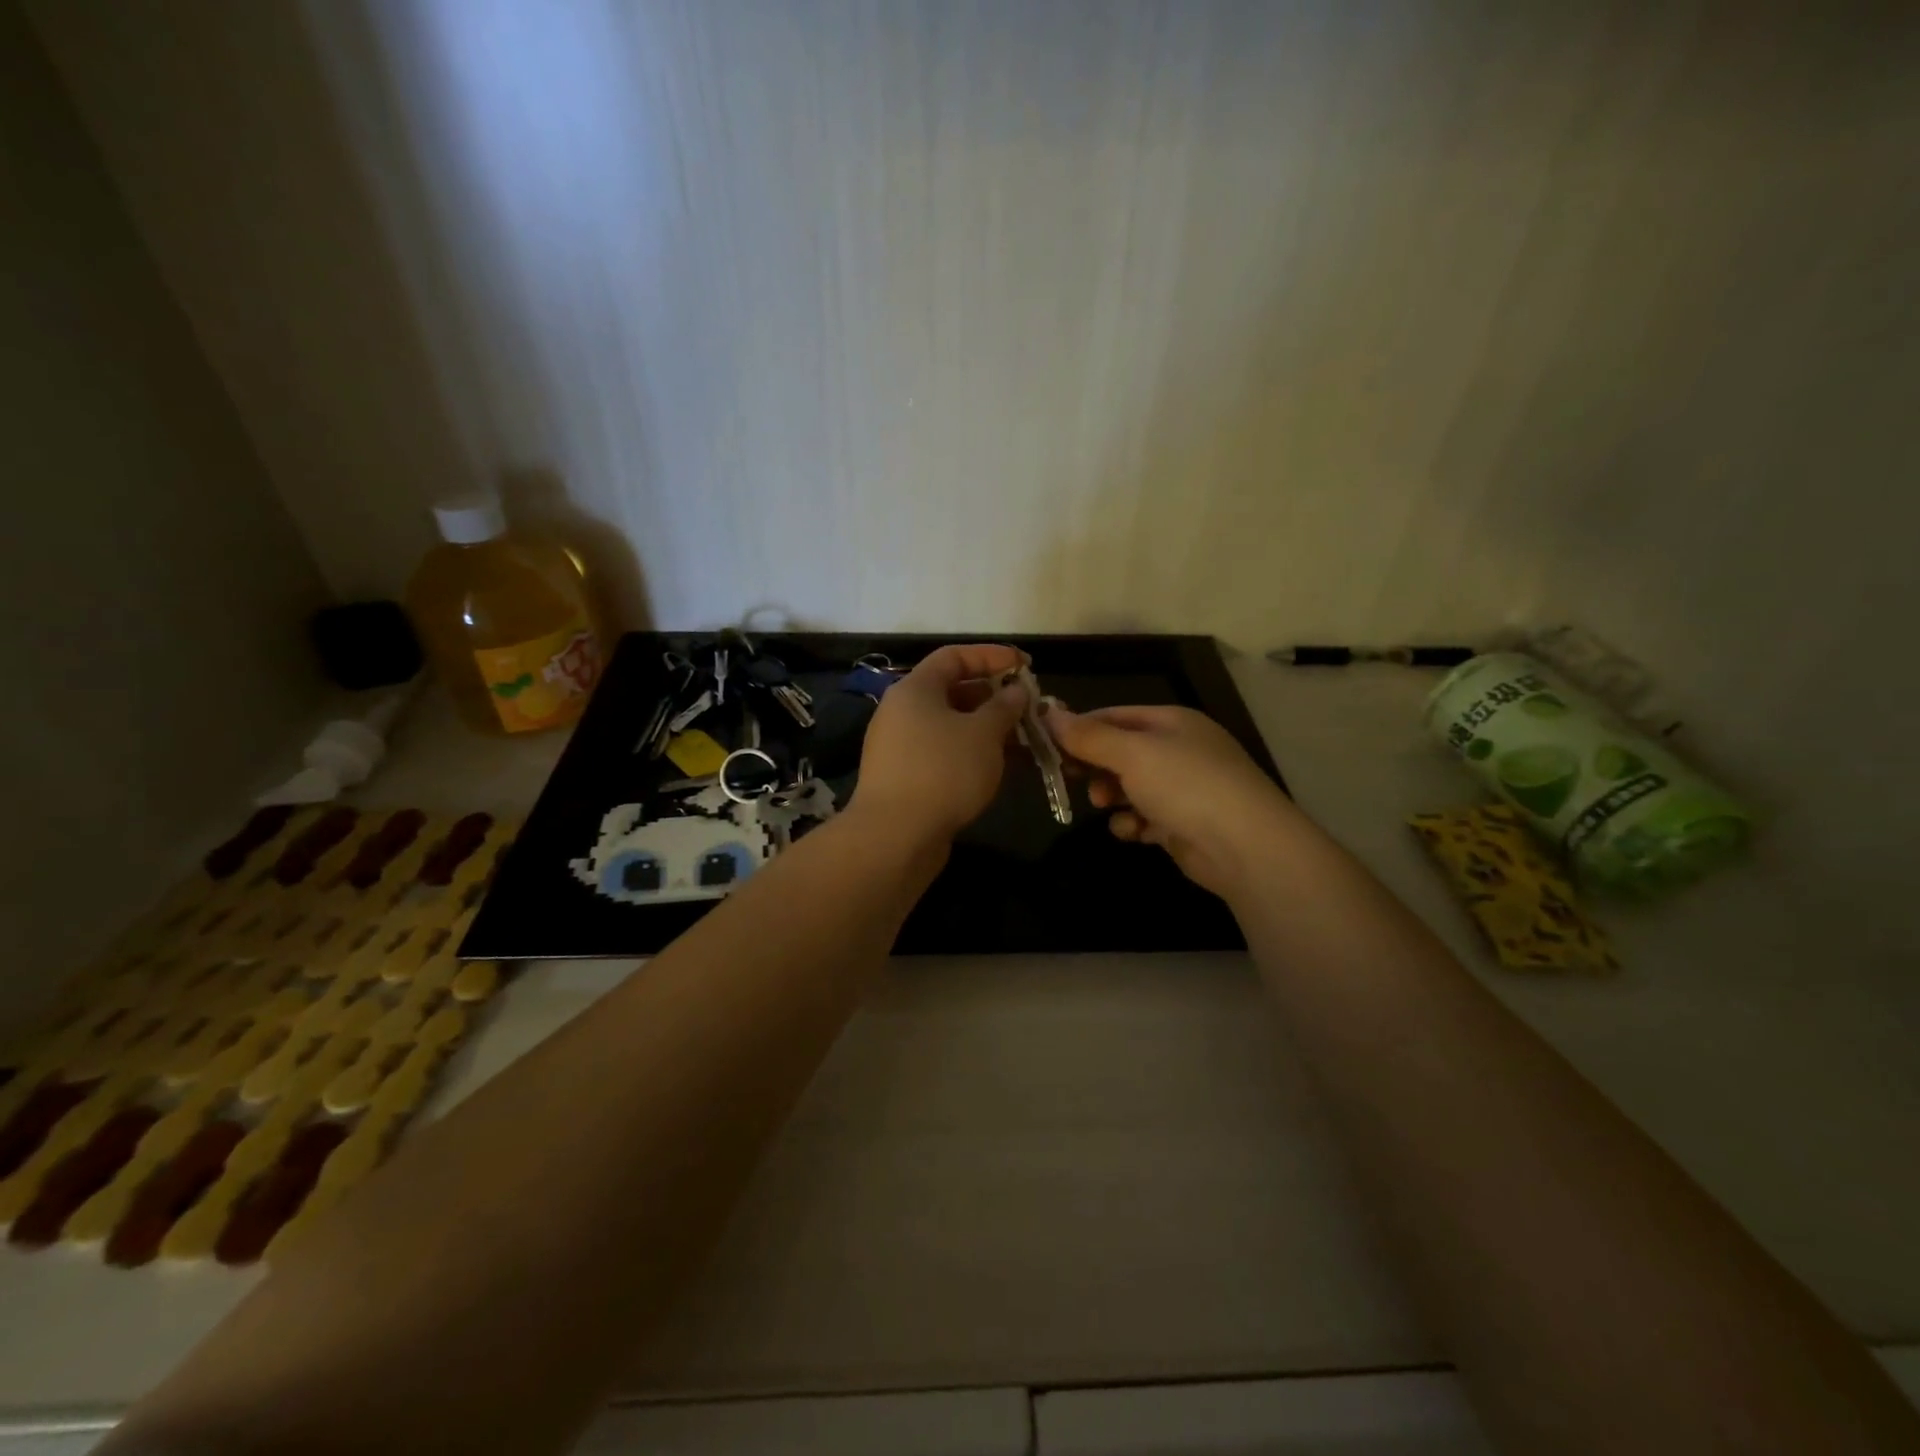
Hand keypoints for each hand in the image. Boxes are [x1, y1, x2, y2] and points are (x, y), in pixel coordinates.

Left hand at [851, 644, 1029, 841]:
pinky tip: (1002, 767)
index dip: (991, 656)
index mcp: (915, 689)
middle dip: (994, 697)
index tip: (1025, 665)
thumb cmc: (943, 771)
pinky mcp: (907, 777)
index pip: (954, 656)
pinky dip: (973, 753)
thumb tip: (1016, 690)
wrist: (895, 836)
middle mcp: (903, 711)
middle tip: (1029, 708)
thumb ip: (1004, 707)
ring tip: (1025, 739)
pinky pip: (945, 753)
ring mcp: (902, 746)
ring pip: (952, 726)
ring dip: (988, 729)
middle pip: (953, 691)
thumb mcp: (983, 734)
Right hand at [1046, 703, 1297, 898]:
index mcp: (1171, 721)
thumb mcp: (1131, 753)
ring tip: (1106, 805)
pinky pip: (1145, 817)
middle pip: (1120, 752)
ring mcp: (1183, 788)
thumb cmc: (1185, 785)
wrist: (1244, 847)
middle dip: (1095, 766)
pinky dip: (1135, 824)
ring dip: (1113, 797)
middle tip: (1071, 777)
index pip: (1114, 715)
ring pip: (1129, 787)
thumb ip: (1088, 736)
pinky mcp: (1183, 823)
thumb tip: (1048, 712)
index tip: (1048, 745)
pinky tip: (1136, 832)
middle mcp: (1178, 750)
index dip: (1080, 728)